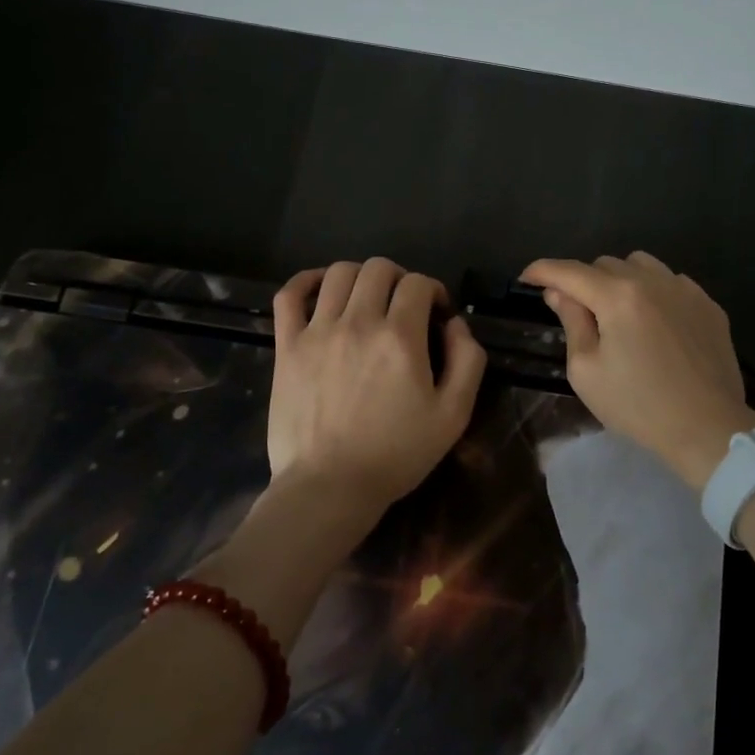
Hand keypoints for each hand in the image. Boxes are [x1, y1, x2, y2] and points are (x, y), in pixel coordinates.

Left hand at [266, 257, 487, 528]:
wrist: (330, 486)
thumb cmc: (396, 454)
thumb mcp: (453, 415)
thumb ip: (467, 360)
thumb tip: (455, 324)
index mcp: (400, 337)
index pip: (419, 284)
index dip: (434, 291)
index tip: (437, 314)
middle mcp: (358, 322)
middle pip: (379, 268)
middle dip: (400, 279)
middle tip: (405, 306)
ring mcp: (317, 331)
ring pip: (338, 273)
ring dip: (361, 277)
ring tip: (367, 300)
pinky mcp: (287, 346)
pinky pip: (289, 295)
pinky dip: (306, 281)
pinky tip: (321, 290)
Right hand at [522, 252, 754, 489]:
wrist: (708, 429)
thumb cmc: (638, 406)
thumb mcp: (587, 371)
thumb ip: (572, 322)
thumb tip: (559, 293)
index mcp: (618, 296)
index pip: (570, 271)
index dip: (543, 270)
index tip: (527, 278)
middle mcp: (653, 281)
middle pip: (605, 264)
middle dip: (583, 281)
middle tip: (578, 312)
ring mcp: (686, 290)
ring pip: (641, 265)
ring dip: (619, 280)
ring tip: (617, 313)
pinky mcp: (708, 305)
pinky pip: (671, 282)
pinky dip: (653, 292)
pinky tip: (654, 323)